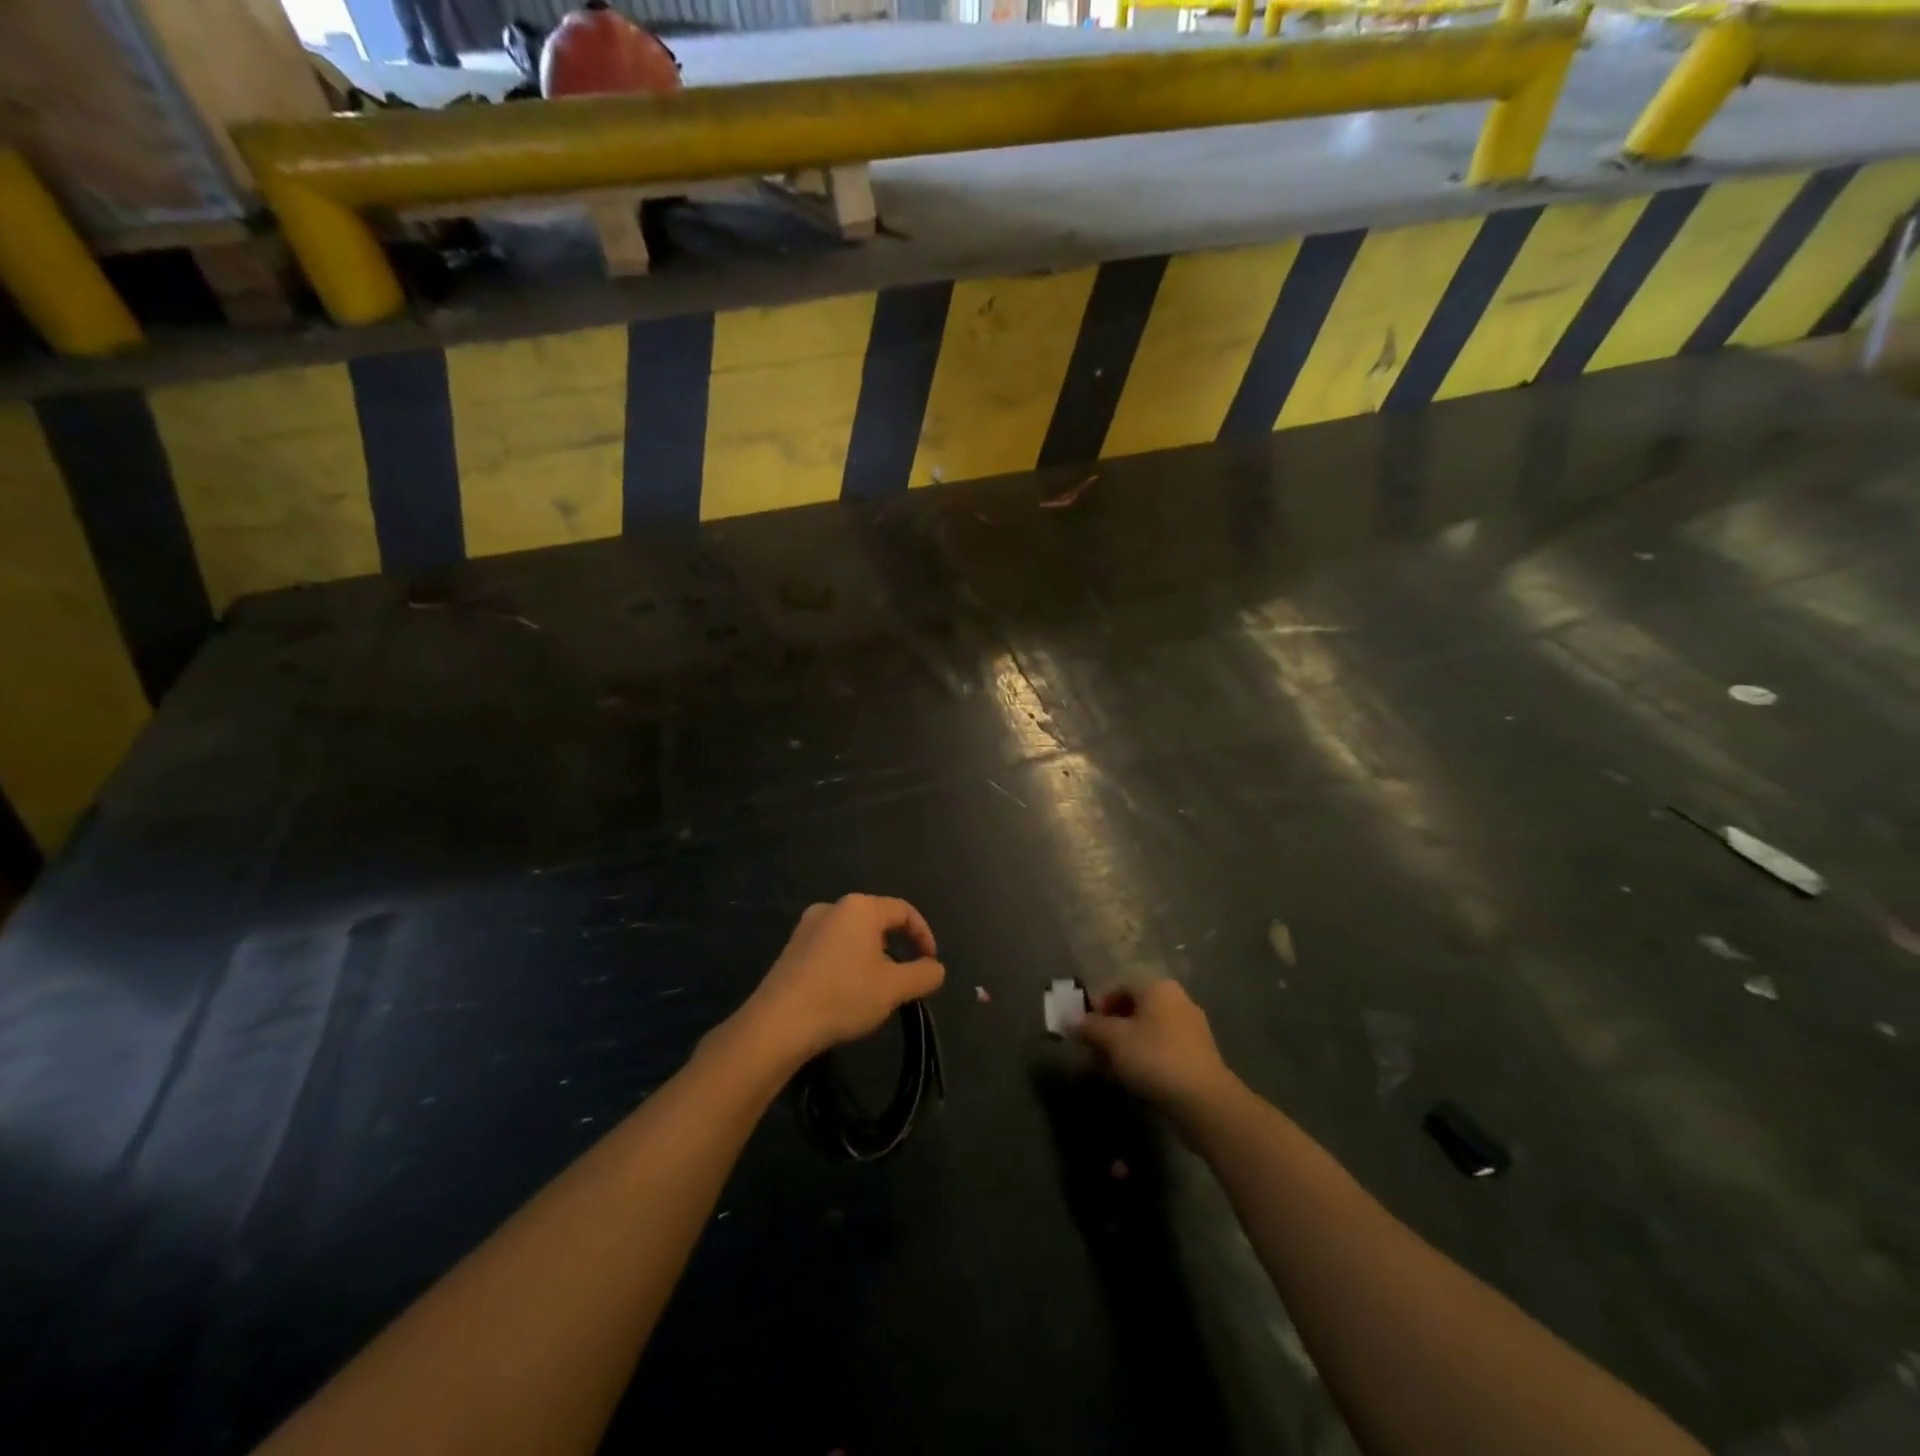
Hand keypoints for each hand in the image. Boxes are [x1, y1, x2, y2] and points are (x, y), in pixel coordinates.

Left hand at [732, 895, 944, 1070]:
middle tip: (906, 977)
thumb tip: (935, 968)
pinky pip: (832, 946)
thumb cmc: (843, 996)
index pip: (904, 911)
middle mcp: (833, 907)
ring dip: (872, 956)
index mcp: (860, 907)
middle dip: (897, 946)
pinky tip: (846, 991)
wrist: (777, 1024)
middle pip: (878, 920)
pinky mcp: (792, 948)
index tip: (930, 964)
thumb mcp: (894, 988)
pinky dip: (848, 962)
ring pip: (853, 934)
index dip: (924, 935)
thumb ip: (924, 975)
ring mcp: (807, 926)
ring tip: (877, 988)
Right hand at [1076, 980, 1236, 1117]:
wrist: (1204, 1101)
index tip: (1083, 1031)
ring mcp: (1191, 1030)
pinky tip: (1133, 1081)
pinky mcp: (1198, 1057)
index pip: (1119, 988)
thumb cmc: (1154, 1057)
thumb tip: (1070, 1021)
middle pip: (1133, 1011)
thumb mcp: (1113, 1039)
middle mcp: (1178, 1002)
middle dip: (1110, 1032)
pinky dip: (1144, 1061)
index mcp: (1159, 988)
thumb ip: (1089, 1027)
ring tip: (1110, 1072)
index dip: (1097, 1008)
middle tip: (1094, 1053)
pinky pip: (1162, 1051)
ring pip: (1147, 1033)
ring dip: (1125, 1049)